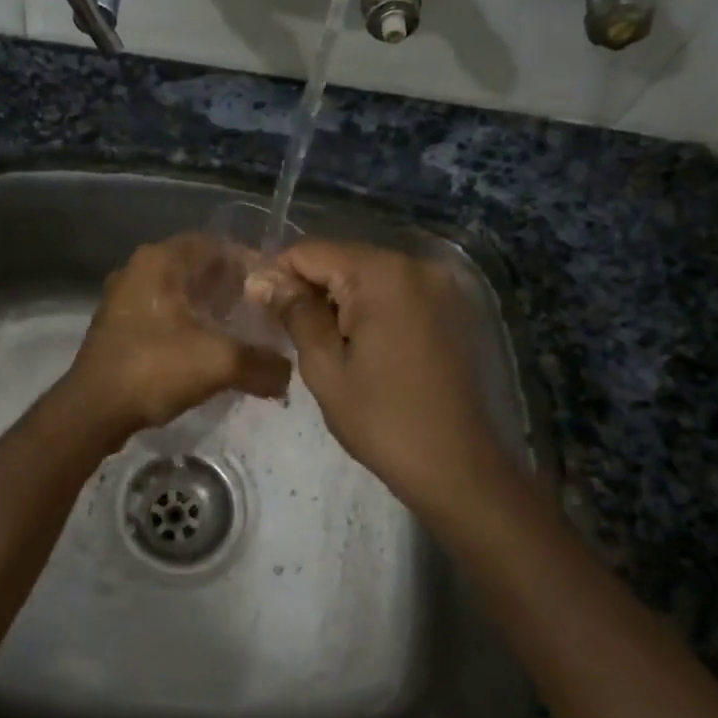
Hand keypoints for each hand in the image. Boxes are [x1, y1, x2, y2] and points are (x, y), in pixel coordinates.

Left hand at [63, 235, 291, 439]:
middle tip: (265, 313)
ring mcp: (126, 296)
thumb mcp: (219, 363)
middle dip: (234, 289)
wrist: (92, 411)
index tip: (277, 290)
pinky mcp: (121, 324)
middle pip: (200, 267)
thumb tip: (288, 374)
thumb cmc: (153, 369)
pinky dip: (191, 324)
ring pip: (182, 292)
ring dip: (213, 308)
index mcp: (161, 260)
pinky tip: (211, 349)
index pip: (218, 244)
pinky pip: (165, 313)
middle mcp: (140, 268)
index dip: (252, 264)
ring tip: (244, 332)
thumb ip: (264, 364)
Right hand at [256, 240, 514, 524]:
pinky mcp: (451, 306)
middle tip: (289, 333)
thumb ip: (295, 312)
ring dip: (338, 299)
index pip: (310, 251)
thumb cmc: (382, 419)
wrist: (457, 466)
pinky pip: (395, 291)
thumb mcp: (324, 367)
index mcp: (382, 274)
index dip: (278, 275)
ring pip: (367, 274)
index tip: (261, 311)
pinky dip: (369, 307)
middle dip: (310, 288)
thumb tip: (263, 278)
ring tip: (324, 343)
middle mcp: (415, 265)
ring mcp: (439, 284)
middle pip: (341, 259)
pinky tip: (360, 344)